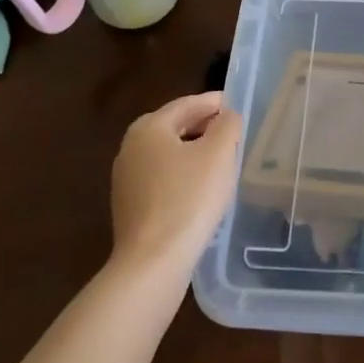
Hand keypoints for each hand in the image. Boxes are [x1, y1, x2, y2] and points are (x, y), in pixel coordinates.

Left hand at [110, 92, 243, 274]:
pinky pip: (161, 175)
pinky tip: (201, 185)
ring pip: (167, 151)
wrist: (153, 261)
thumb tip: (227, 116)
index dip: (214, 102)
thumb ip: (227, 125)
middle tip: (231, 128)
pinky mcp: (129, 204)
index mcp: (149, 128)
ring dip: (192, 148)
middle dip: (202, 123)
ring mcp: (126, 178)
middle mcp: (131, 147)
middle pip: (173, 125)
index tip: (237, 105)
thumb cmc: (189, 198)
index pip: (186, 104)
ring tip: (221, 156)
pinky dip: (182, 171)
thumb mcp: (219, 153)